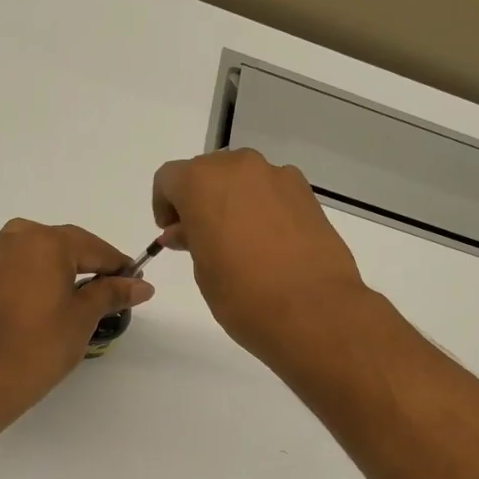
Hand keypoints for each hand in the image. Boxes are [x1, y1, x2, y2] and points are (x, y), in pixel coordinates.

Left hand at [0, 219, 153, 407]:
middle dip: (92, 264)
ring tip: (86, 292)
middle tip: (115, 288)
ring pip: (41, 252)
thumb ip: (112, 293)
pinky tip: (54, 296)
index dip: (118, 265)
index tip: (137, 281)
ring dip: (65, 267)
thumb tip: (142, 286)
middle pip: (66, 245)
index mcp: (47, 241)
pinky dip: (41, 275)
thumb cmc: (44, 343)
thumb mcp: (84, 315)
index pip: (94, 248)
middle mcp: (19, 238)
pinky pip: (21, 265)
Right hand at [152, 149, 366, 361]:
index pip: (169, 179)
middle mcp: (240, 167)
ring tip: (238, 243)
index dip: (164, 204)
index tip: (172, 233)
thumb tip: (186, 232)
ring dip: (232, 201)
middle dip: (199, 199)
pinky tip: (268, 244)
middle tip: (201, 238)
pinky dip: (262, 209)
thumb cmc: (242, 294)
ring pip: (243, 180)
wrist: (313, 311)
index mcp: (202, 182)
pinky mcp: (308, 194)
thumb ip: (191, 240)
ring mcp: (278, 177)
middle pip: (208, 172)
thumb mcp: (203, 270)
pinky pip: (272, 192)